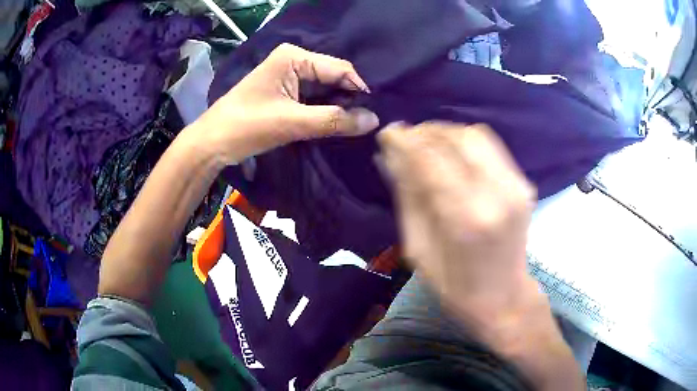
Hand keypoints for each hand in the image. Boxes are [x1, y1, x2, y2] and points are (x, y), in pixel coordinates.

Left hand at [194, 43, 379, 164]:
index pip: (339, 68)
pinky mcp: (285, 92)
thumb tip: (374, 120)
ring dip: (338, 106)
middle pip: (333, 77)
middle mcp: (294, 60)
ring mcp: (288, 76)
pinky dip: (325, 110)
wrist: (212, 143)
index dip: (359, 89)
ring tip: (358, 124)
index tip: (375, 113)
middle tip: (368, 122)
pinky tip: (338, 123)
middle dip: (349, 98)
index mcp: (294, 57)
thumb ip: (334, 120)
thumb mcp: (292, 123)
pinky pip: (313, 98)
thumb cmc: (247, 126)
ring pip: (325, 89)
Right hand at [377, 122, 536, 315]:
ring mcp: (515, 186)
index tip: (387, 133)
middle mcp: (496, 194)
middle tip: (404, 139)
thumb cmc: (455, 286)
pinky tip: (451, 153)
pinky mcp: (524, 184)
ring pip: (475, 135)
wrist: (505, 297)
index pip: (429, 159)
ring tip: (425, 144)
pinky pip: (490, 146)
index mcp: (465, 219)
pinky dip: (465, 142)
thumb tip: (389, 156)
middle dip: (424, 132)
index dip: (404, 140)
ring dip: (445, 133)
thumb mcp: (419, 250)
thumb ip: (408, 197)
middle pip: (455, 138)